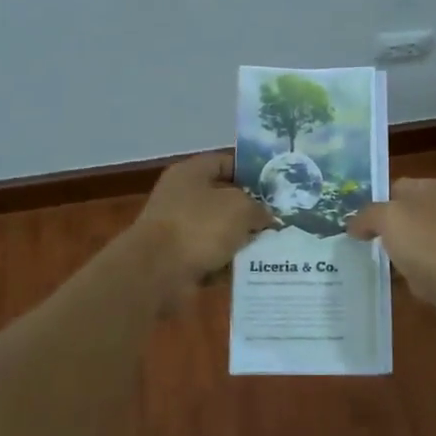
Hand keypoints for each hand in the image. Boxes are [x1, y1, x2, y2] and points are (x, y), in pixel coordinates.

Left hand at [132, 153, 275, 304]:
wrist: (156, 272)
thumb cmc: (199, 227)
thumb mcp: (240, 208)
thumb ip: (258, 208)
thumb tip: (264, 217)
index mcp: (191, 173)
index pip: (225, 163)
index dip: (252, 172)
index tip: (275, 188)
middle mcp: (181, 197)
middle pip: (223, 199)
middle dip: (250, 211)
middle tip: (279, 220)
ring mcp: (177, 229)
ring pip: (219, 231)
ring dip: (241, 240)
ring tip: (272, 247)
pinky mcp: (178, 259)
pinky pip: (211, 257)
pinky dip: (228, 264)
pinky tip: (252, 270)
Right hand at [347, 179, 435, 335]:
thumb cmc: (429, 242)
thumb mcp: (389, 217)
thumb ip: (366, 216)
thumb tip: (352, 225)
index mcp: (432, 189)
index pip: (395, 187)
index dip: (372, 201)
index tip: (348, 220)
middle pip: (403, 218)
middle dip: (380, 231)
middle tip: (349, 243)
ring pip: (410, 246)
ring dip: (392, 257)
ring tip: (361, 265)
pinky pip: (420, 272)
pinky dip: (406, 279)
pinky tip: (387, 285)